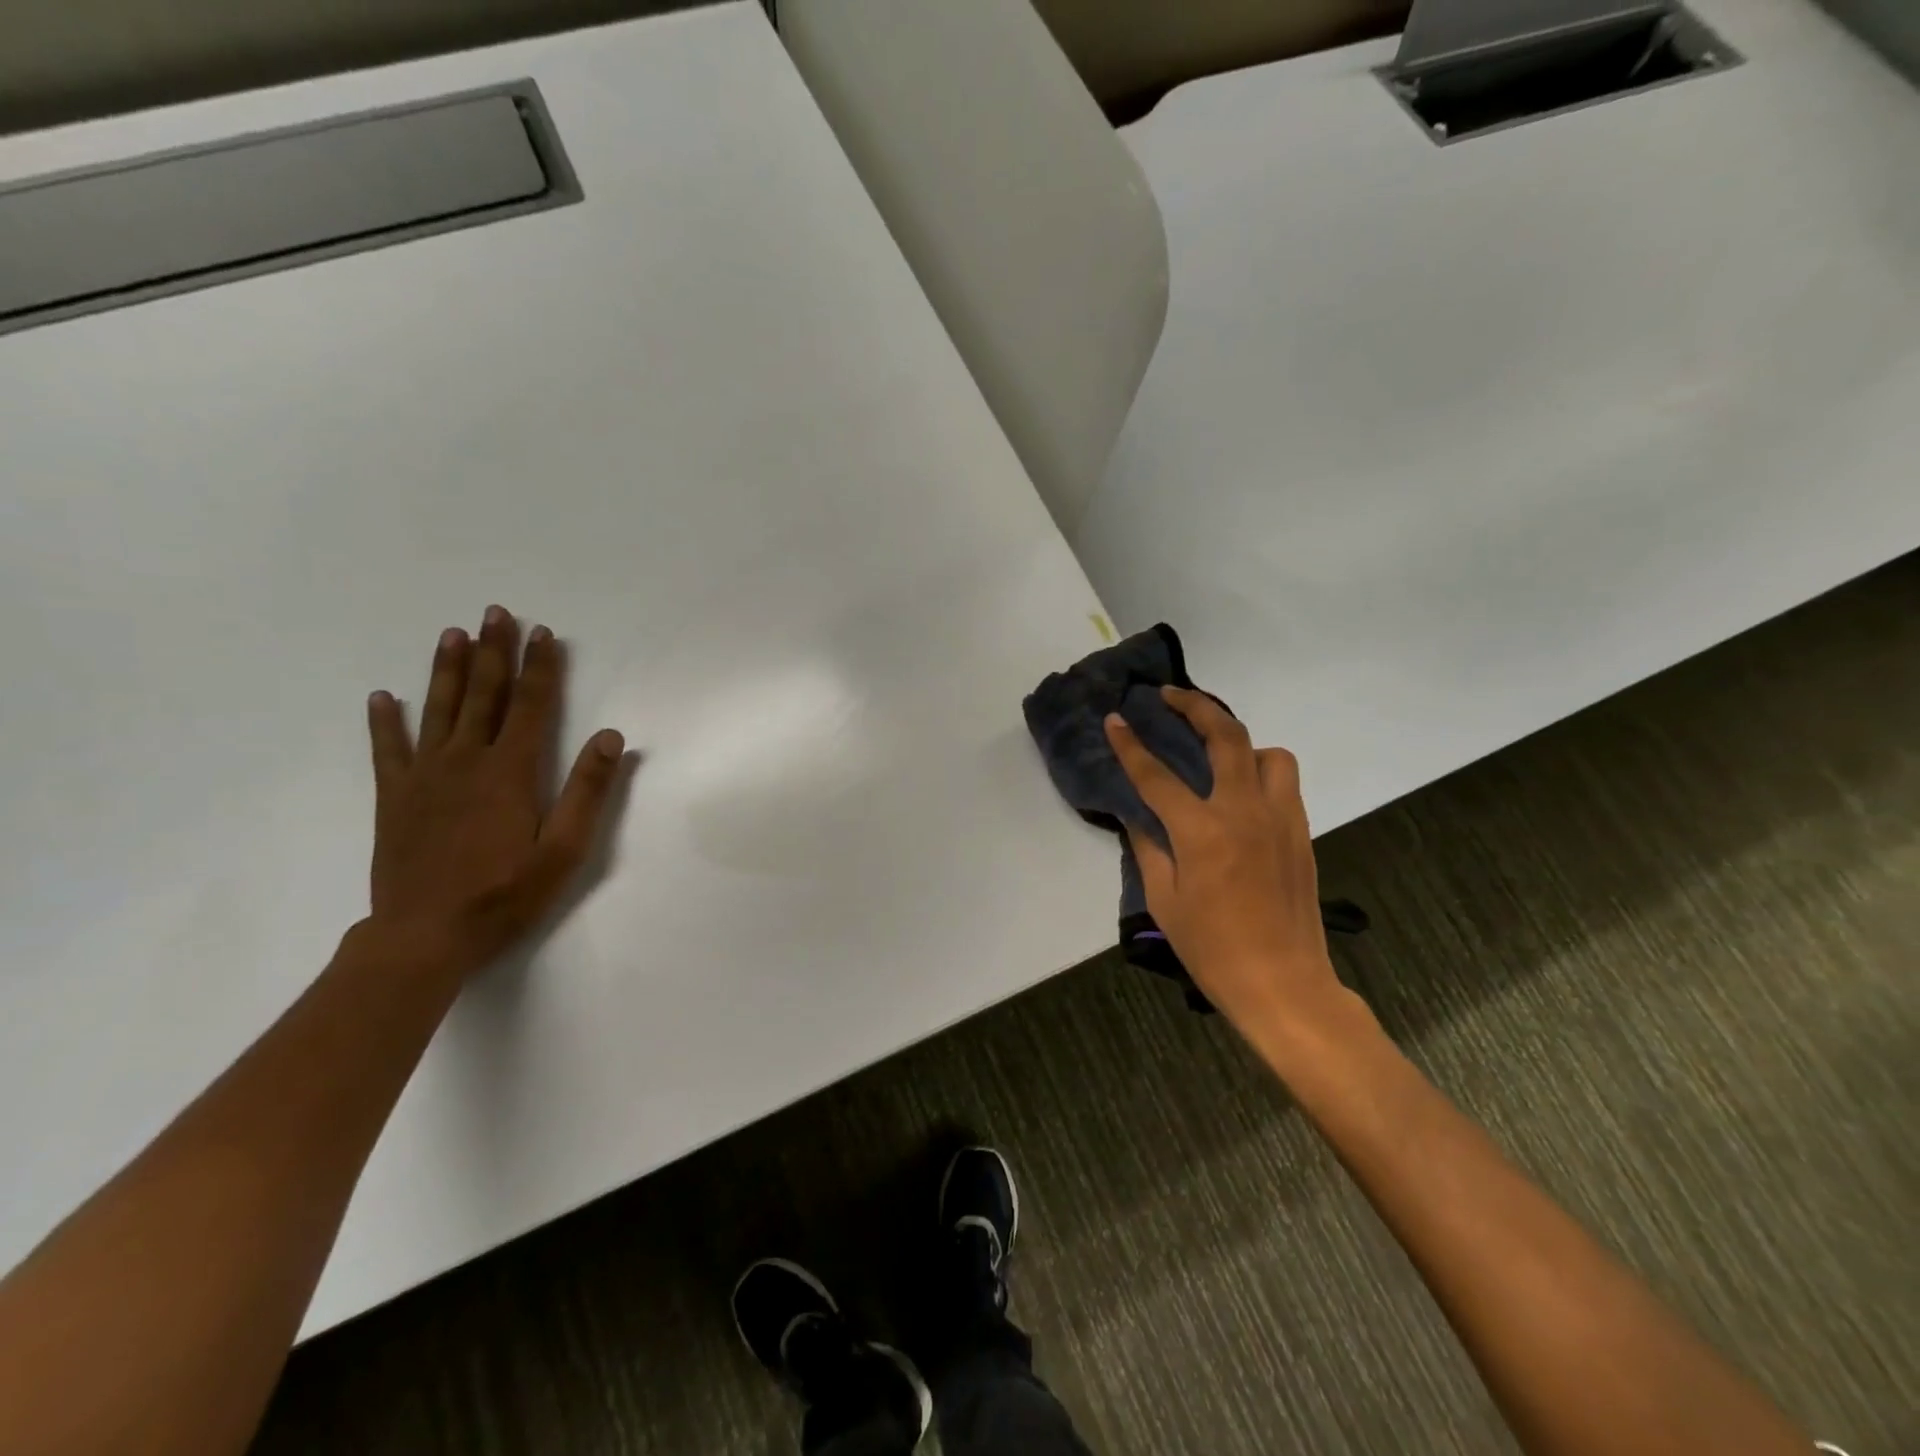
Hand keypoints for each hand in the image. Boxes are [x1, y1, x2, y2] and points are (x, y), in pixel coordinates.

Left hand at [364, 606, 626, 978]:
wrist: (424, 936)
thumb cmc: (505, 895)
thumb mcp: (564, 850)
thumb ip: (587, 791)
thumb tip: (611, 736)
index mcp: (510, 772)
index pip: (530, 706)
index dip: (540, 668)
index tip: (545, 634)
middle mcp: (466, 762)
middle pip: (483, 696)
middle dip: (493, 652)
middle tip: (496, 612)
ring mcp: (424, 778)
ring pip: (438, 711)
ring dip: (447, 670)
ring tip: (453, 634)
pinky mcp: (395, 798)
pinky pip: (389, 750)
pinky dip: (386, 721)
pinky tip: (384, 697)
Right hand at [1104, 688, 1348, 1037]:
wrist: (1283, 983)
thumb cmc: (1213, 949)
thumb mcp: (1163, 901)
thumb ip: (1148, 849)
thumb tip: (1137, 817)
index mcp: (1202, 832)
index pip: (1156, 775)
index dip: (1130, 745)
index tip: (1115, 719)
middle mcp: (1244, 812)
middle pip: (1225, 736)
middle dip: (1194, 706)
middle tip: (1169, 695)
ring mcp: (1280, 819)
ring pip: (1269, 753)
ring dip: (1240, 742)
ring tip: (1216, 753)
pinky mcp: (1300, 832)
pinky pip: (1283, 783)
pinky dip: (1261, 771)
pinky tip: (1241, 791)